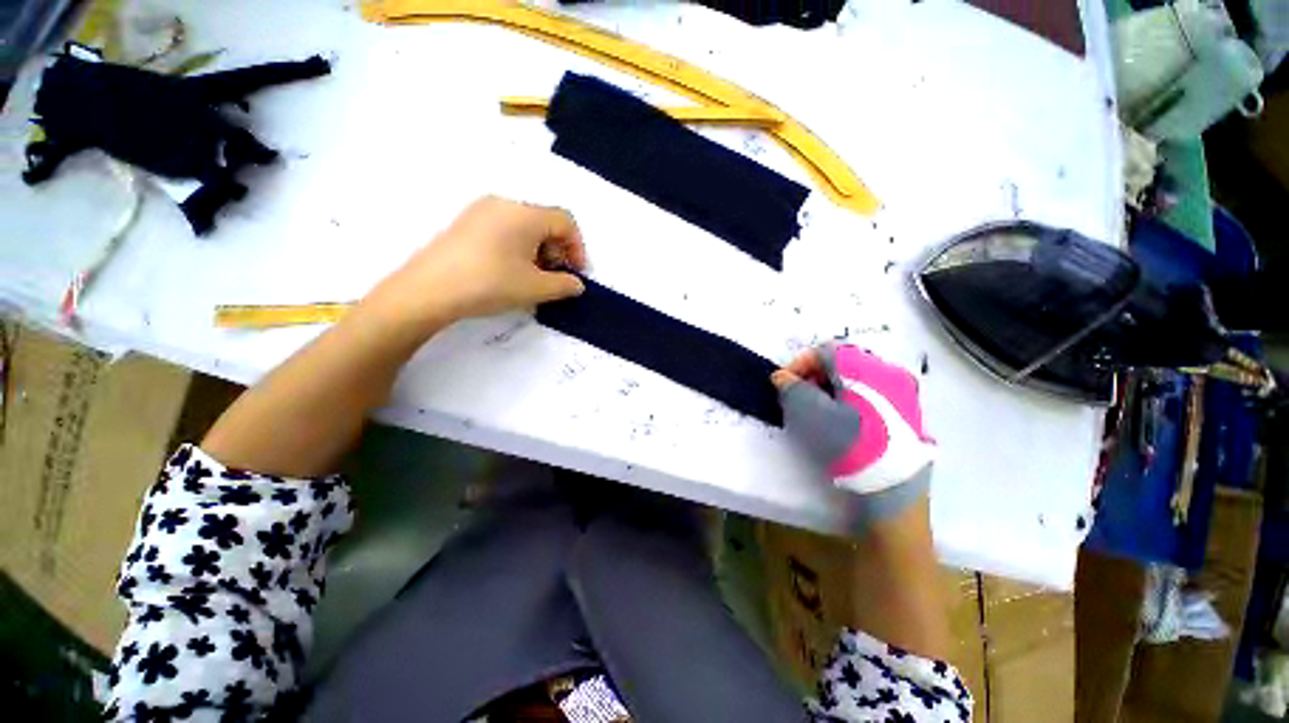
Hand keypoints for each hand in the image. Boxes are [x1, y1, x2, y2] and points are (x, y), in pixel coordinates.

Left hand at [363, 196, 587, 332]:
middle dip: (558, 251)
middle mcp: (504, 204)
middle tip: (555, 278)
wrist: (428, 290)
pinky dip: (518, 248)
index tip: (576, 274)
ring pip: (524, 227)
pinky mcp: (466, 223)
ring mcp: (481, 211)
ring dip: (539, 251)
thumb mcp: (536, 288)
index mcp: (524, 214)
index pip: (565, 221)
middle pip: (545, 222)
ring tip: (533, 279)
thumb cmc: (490, 284)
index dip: (578, 248)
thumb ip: (565, 285)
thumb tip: (577, 284)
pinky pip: (504, 230)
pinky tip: (510, 272)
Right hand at [771, 344, 934, 525]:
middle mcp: (888, 371)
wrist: (893, 489)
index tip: (783, 384)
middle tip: (798, 396)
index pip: (824, 350)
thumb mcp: (810, 412)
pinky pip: (871, 392)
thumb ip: (791, 387)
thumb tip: (782, 376)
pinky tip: (840, 419)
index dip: (798, 363)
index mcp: (866, 367)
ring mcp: (902, 391)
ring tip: (816, 409)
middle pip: (841, 362)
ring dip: (829, 387)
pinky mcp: (907, 411)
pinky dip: (848, 397)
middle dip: (813, 375)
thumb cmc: (848, 444)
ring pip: (856, 377)